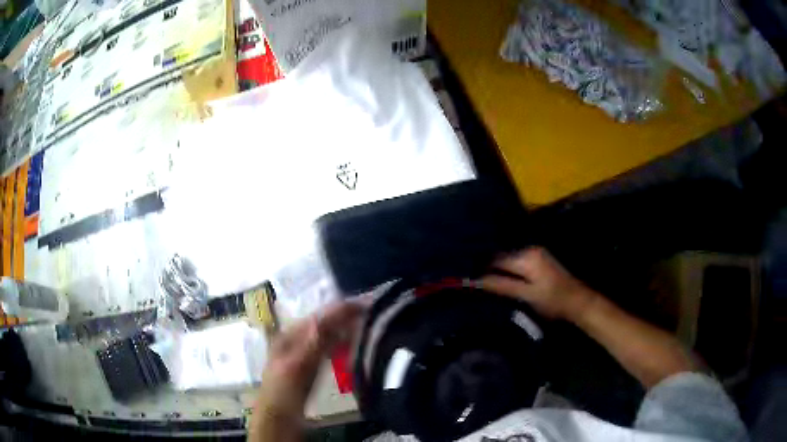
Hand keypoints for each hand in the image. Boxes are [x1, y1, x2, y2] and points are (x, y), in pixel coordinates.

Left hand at [252, 301, 364, 436]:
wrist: (279, 417)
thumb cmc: (284, 392)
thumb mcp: (296, 368)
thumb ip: (311, 344)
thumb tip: (324, 318)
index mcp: (289, 335)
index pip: (319, 316)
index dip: (341, 309)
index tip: (366, 304)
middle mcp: (296, 339)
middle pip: (323, 322)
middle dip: (345, 315)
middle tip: (371, 309)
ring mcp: (303, 351)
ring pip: (327, 334)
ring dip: (345, 327)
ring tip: (366, 321)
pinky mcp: (311, 364)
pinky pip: (328, 347)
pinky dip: (341, 342)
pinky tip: (352, 342)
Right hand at [479, 247, 595, 320]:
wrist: (577, 300)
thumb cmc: (552, 301)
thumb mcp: (526, 296)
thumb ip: (501, 286)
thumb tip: (476, 280)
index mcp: (525, 256)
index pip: (495, 258)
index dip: (479, 267)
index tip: (465, 276)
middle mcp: (529, 249)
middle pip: (501, 256)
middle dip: (486, 266)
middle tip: (471, 278)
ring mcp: (535, 252)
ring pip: (508, 258)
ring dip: (496, 267)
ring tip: (481, 278)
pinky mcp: (538, 259)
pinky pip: (516, 260)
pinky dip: (506, 268)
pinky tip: (499, 277)